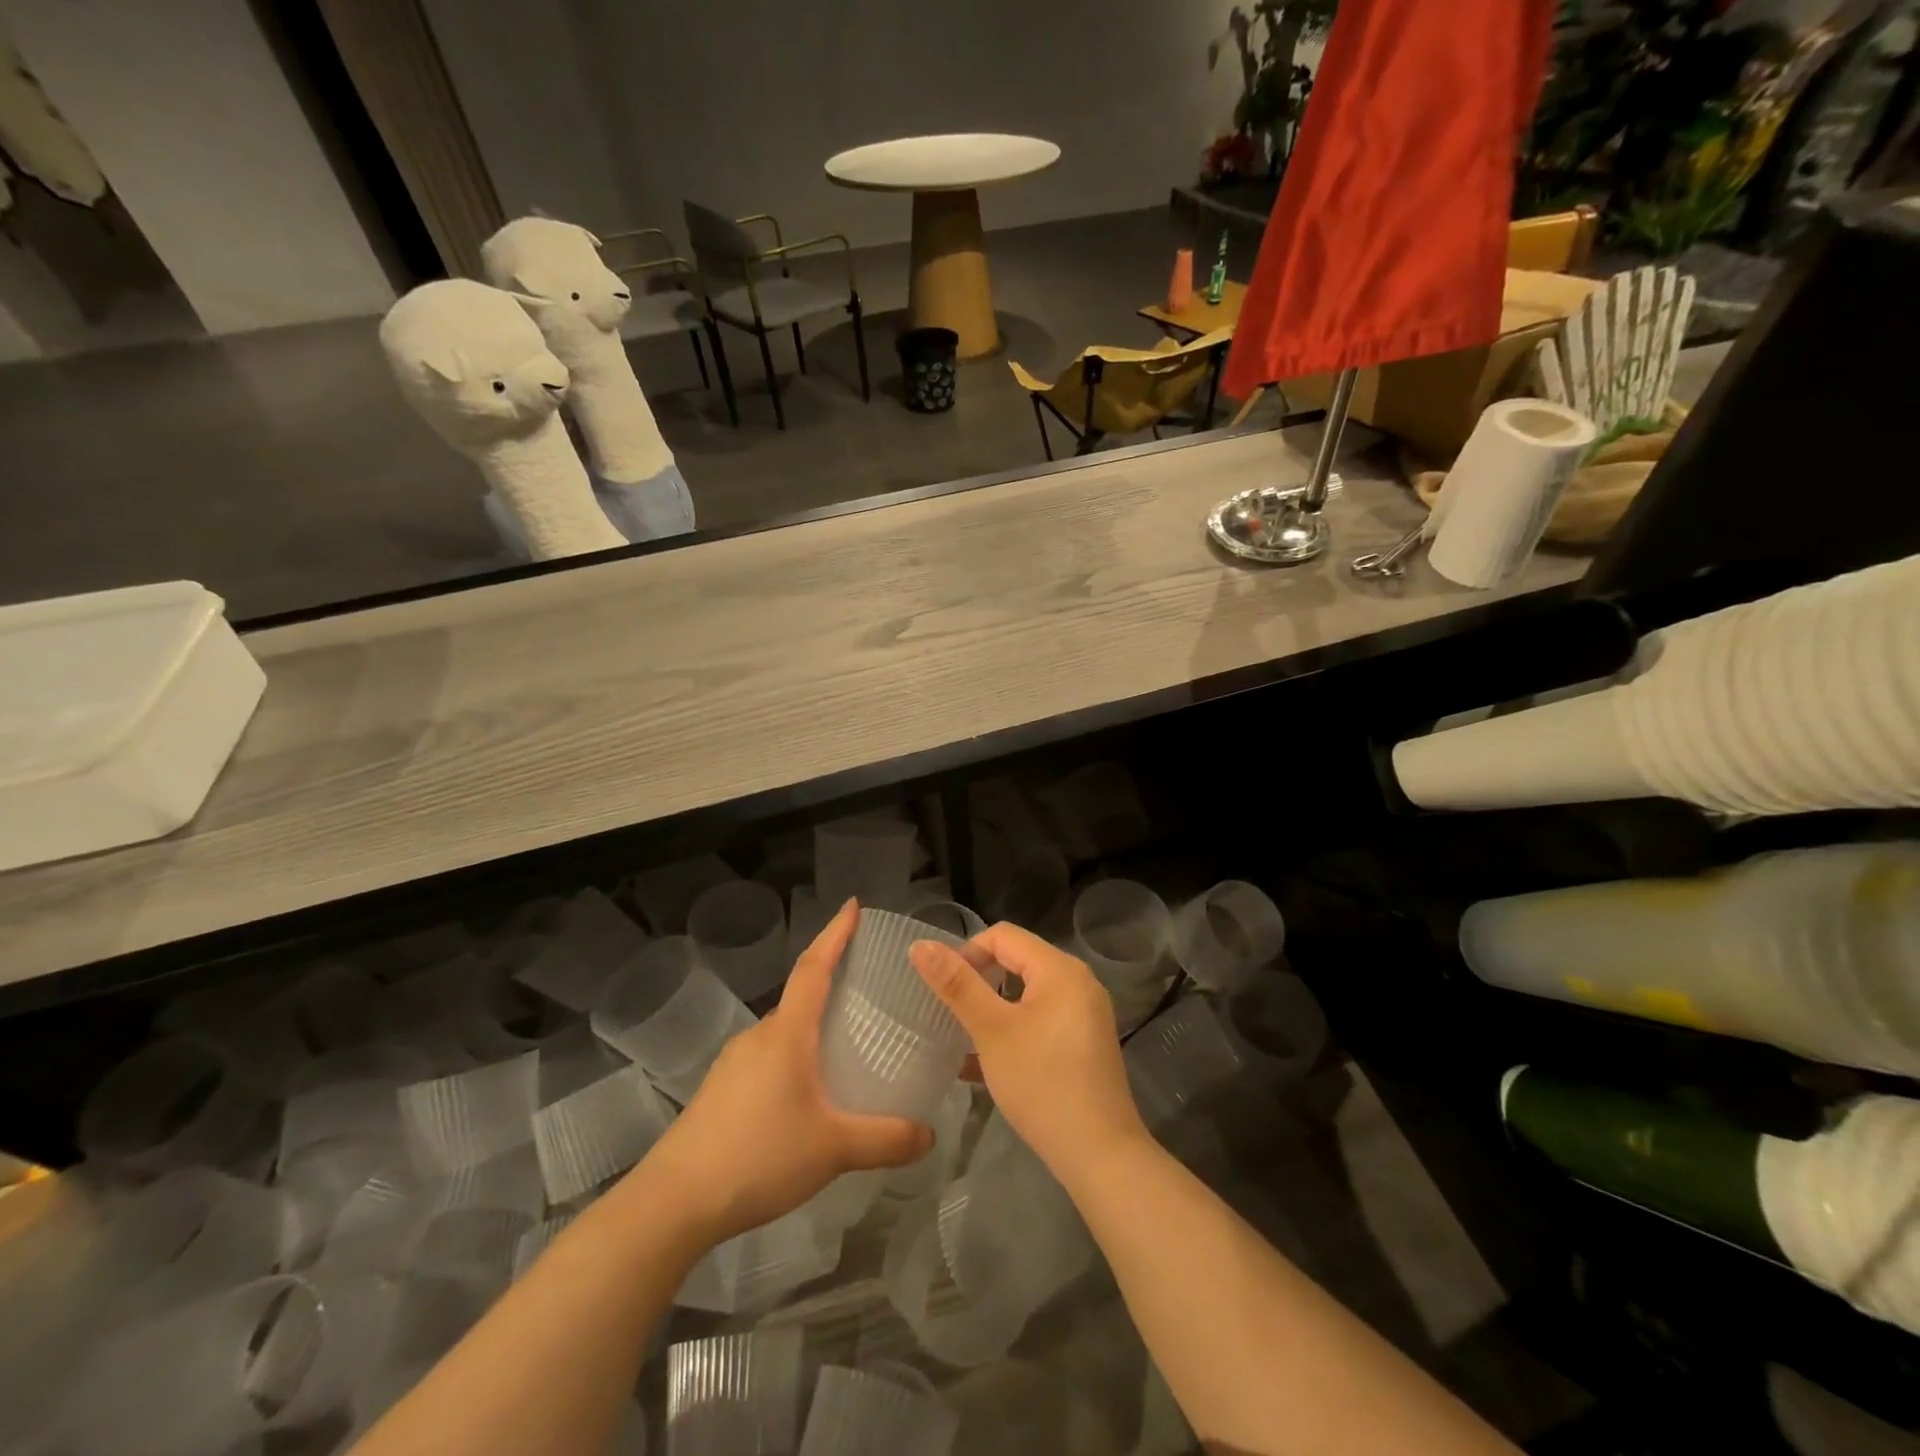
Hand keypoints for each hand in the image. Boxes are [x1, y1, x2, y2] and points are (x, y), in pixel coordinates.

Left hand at [639, 899, 931, 1243]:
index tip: (852, 905)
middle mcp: (760, 1036)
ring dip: (813, 1029)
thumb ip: (886, 1139)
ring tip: (846, 1048)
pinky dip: (795, 1058)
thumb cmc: (759, 1156)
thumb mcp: (834, 1149)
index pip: (815, 966)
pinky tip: (808, 1095)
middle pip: (801, 997)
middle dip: (832, 986)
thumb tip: (930, 1135)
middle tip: (870, 992)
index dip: (835, 933)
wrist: (674, 1202)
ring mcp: (734, 1062)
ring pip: (784, 1032)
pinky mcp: (721, 1091)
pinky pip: (768, 1058)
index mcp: (787, 1033)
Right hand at [910, 923, 1147, 1185]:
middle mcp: (1078, 981)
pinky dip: (1014, 1029)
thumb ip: (957, 985)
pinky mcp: (1085, 1043)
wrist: (1100, 1154)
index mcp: (1059, 968)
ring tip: (963, 1037)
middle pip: (1017, 961)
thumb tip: (920, 945)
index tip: (944, 991)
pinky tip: (985, 1063)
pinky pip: (1042, 1019)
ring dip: (993, 1009)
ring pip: (1027, 994)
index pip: (1003, 936)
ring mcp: (1085, 1013)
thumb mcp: (991, 1031)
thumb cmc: (1042, 1083)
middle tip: (951, 1013)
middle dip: (979, 982)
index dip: (967, 954)